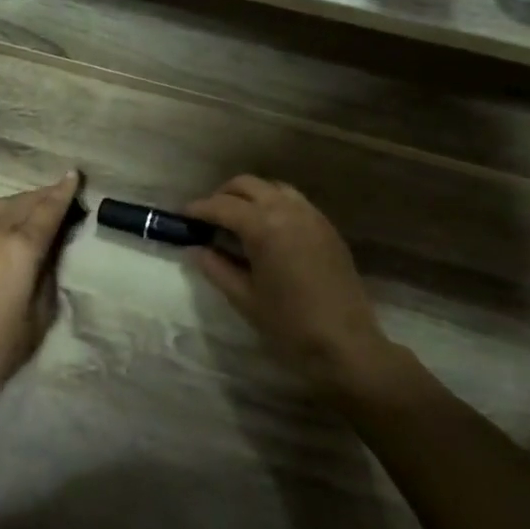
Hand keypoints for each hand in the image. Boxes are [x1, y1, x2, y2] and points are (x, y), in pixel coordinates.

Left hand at [0, 171, 80, 413]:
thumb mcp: (39, 316)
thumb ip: (48, 276)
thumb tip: (49, 252)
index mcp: (21, 247)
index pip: (48, 209)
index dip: (63, 192)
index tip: (74, 175)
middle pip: (24, 202)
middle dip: (45, 194)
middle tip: (61, 192)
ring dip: (21, 201)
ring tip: (35, 205)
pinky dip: (1, 214)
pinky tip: (5, 226)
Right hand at [186, 176, 416, 398]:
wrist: (346, 343)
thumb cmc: (289, 324)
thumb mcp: (244, 298)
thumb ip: (216, 268)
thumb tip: (196, 249)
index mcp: (264, 226)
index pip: (222, 205)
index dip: (198, 209)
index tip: (183, 217)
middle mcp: (287, 210)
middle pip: (247, 185)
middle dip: (223, 196)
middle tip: (208, 218)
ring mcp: (311, 215)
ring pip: (272, 187)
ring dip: (250, 196)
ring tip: (237, 220)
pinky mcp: (327, 227)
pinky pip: (294, 201)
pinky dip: (274, 204)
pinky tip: (267, 229)